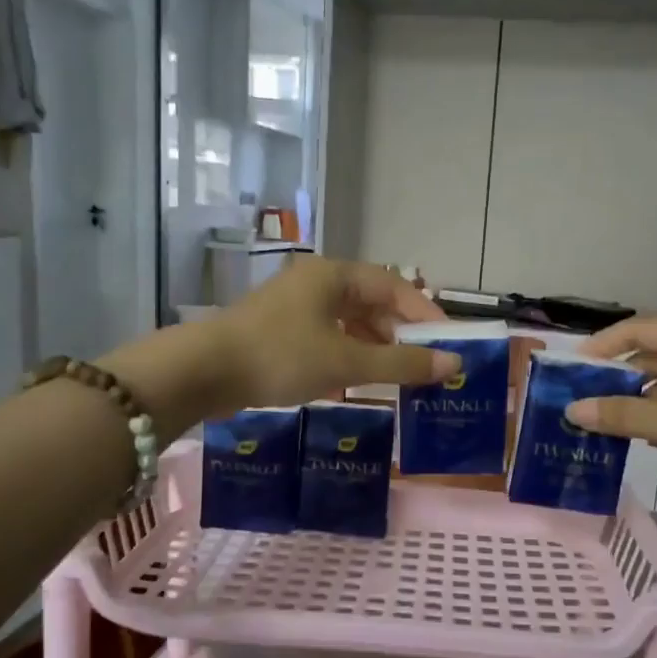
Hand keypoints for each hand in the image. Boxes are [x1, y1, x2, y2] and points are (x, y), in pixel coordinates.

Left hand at [202, 256, 458, 410]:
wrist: (202, 373)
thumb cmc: (281, 356)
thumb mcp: (347, 362)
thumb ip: (402, 364)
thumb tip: (454, 365)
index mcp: (333, 275)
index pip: (394, 286)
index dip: (424, 313)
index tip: (448, 343)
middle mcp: (315, 283)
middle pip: (372, 303)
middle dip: (400, 334)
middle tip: (424, 365)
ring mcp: (294, 308)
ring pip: (349, 323)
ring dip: (375, 348)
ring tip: (397, 377)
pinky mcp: (279, 332)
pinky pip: (327, 339)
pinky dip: (348, 357)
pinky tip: (357, 382)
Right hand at [569, 317, 656, 502]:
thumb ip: (625, 416)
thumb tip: (573, 410)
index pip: (637, 329)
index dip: (601, 346)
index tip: (570, 370)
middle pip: (652, 357)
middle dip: (616, 379)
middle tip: (581, 405)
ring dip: (639, 403)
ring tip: (605, 427)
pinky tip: (648, 441)